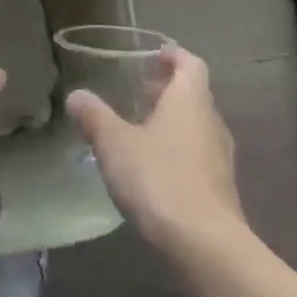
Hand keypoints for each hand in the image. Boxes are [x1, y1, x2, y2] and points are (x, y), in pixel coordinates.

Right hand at [66, 45, 246, 257]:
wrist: (204, 243)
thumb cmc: (158, 178)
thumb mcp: (114, 143)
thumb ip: (94, 116)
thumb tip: (77, 95)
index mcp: (189, 100)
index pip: (190, 64)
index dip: (173, 55)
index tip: (155, 53)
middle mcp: (210, 121)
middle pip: (194, 94)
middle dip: (167, 89)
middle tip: (139, 90)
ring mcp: (219, 157)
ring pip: (196, 125)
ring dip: (172, 120)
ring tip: (140, 127)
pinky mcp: (219, 187)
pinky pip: (197, 154)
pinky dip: (177, 149)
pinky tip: (152, 166)